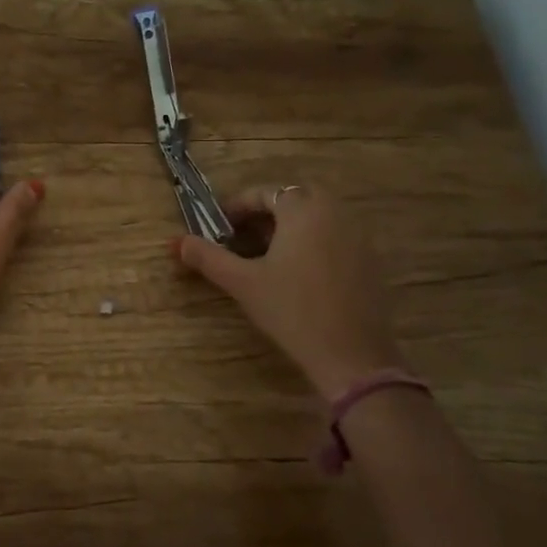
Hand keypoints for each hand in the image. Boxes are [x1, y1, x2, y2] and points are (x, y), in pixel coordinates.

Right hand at [173, 183, 404, 399]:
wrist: (352, 355)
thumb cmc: (292, 311)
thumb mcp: (243, 283)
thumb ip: (209, 258)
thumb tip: (177, 242)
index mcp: (303, 209)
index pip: (265, 192)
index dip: (238, 206)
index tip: (218, 227)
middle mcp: (334, 212)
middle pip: (293, 199)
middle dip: (265, 214)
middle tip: (242, 239)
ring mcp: (357, 235)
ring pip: (316, 217)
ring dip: (289, 227)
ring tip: (265, 256)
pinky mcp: (369, 260)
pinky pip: (334, 236)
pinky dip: (312, 242)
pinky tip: (297, 274)